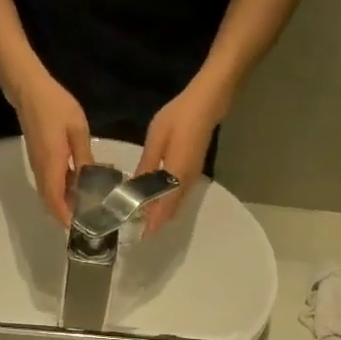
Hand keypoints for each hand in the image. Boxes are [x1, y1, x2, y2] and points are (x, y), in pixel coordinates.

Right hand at [9, 69, 92, 225]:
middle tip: (88, 222)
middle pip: (50, 203)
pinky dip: (60, 192)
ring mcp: (37, 166)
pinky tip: (78, 188)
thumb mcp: (77, 131)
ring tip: (86, 208)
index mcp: (51, 166)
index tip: (81, 229)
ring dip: (63, 204)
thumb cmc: (55, 106)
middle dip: (66, 216)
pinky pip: (48, 184)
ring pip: (48, 194)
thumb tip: (92, 182)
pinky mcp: (38, 160)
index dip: (66, 218)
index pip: (56, 201)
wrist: (28, 88)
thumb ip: (85, 158)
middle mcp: (41, 171)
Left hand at [136, 73, 229, 234]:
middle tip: (138, 229)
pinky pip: (179, 195)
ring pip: (176, 204)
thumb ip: (146, 166)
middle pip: (172, 211)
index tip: (141, 236)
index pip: (164, 208)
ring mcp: (192, 178)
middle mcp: (186, 182)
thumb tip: (134, 187)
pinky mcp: (193, 172)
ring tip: (144, 218)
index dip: (153, 223)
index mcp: (177, 176)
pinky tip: (155, 199)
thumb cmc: (178, 118)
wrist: (206, 103)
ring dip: (162, 213)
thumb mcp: (156, 140)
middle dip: (156, 222)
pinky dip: (168, 203)